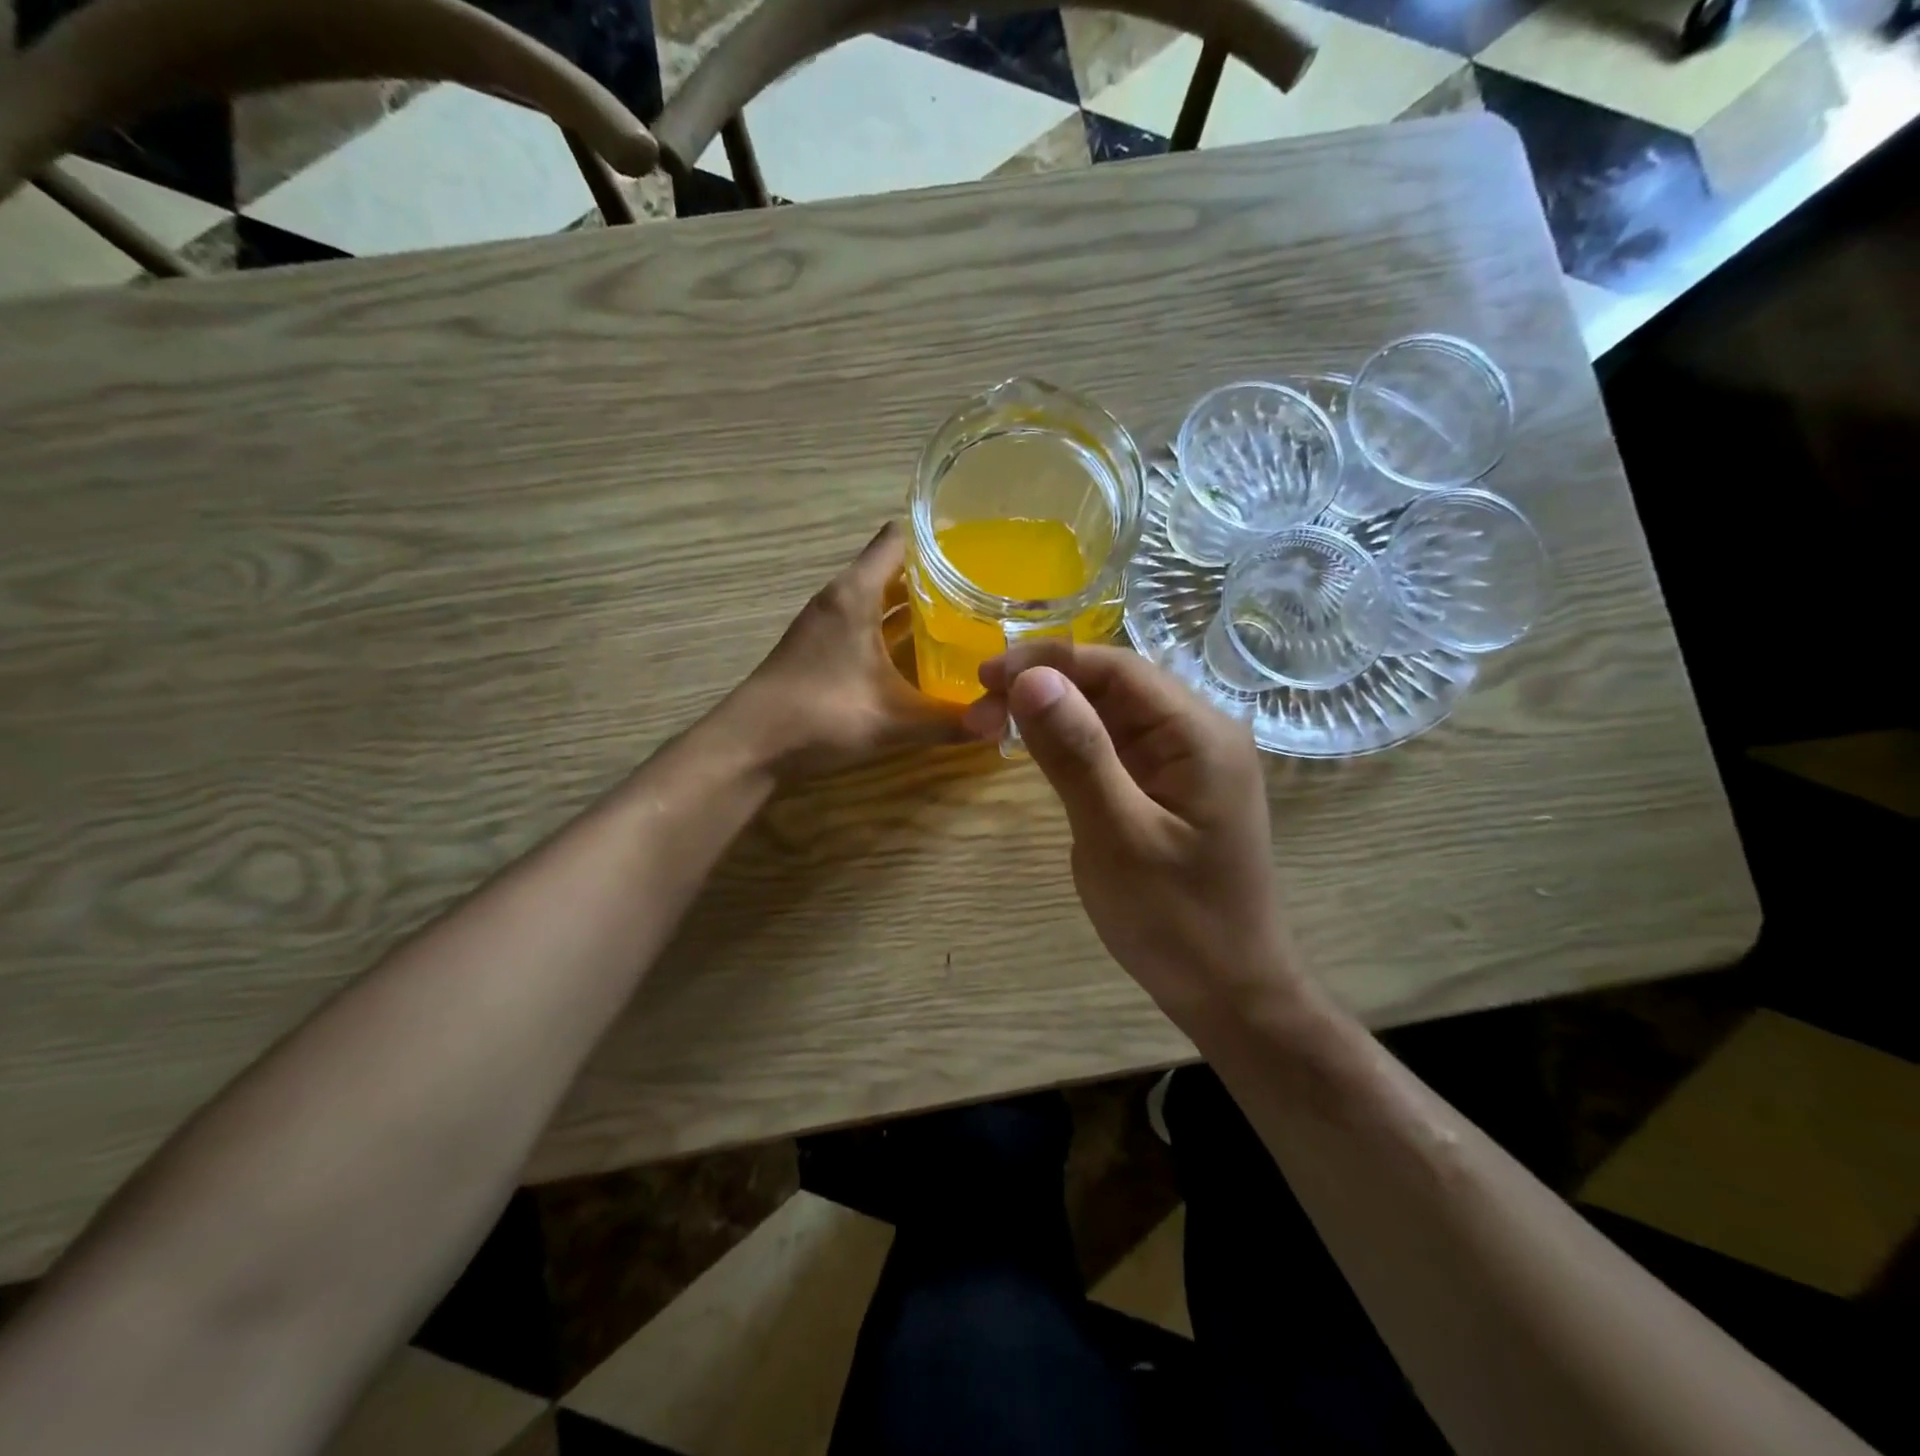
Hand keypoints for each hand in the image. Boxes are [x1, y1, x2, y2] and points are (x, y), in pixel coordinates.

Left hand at [724, 522, 973, 776]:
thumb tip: (1002, 722)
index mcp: (856, 594)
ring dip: (914, 605)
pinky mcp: (820, 648)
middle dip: (936, 576)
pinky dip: (892, 630)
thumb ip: (950, 721)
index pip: (898, 540)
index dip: (937, 538)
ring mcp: (826, 624)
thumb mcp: (894, 721)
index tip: (980, 549)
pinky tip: (921, 654)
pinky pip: (865, 623)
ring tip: (964, 616)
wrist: (751, 746)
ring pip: (878, 599)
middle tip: (985, 588)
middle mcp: (840, 598)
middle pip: (892, 569)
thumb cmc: (821, 716)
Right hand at [964, 643, 1305, 1028]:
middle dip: (1043, 688)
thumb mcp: (1117, 836)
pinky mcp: (1169, 789)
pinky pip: (1116, 748)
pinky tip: (1036, 750)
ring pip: (1110, 715)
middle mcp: (1198, 734)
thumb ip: (1077, 753)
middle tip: (977, 713)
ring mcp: (1185, 763)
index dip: (1047, 662)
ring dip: (1052, 714)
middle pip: (1113, 686)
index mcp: (1199, 734)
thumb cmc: (1177, 921)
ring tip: (991, 727)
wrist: (1231, 993)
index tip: (983, 677)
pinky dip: (1072, 745)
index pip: (1116, 667)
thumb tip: (1031, 677)